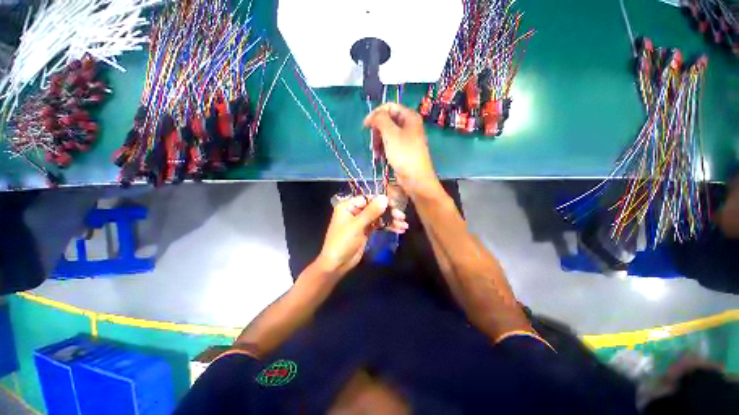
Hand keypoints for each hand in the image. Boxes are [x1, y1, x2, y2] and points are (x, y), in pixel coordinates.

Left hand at [316, 195, 407, 276]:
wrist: (337, 264)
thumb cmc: (342, 242)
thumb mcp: (357, 225)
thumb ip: (371, 211)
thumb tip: (385, 198)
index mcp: (348, 206)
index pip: (367, 198)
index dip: (381, 201)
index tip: (394, 204)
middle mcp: (354, 211)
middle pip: (374, 207)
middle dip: (388, 212)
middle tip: (401, 216)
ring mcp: (361, 221)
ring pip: (378, 216)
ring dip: (391, 220)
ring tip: (404, 225)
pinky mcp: (366, 230)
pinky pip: (379, 225)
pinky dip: (388, 226)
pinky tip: (399, 229)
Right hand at [363, 103, 438, 196]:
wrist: (415, 178)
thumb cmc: (404, 154)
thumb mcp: (391, 133)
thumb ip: (380, 119)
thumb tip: (372, 116)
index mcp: (409, 117)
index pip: (389, 107)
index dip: (376, 114)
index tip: (365, 125)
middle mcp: (408, 126)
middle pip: (387, 121)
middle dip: (377, 131)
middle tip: (373, 142)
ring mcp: (406, 139)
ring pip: (386, 134)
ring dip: (378, 142)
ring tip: (376, 153)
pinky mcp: (402, 151)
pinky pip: (389, 145)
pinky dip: (383, 149)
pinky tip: (380, 158)